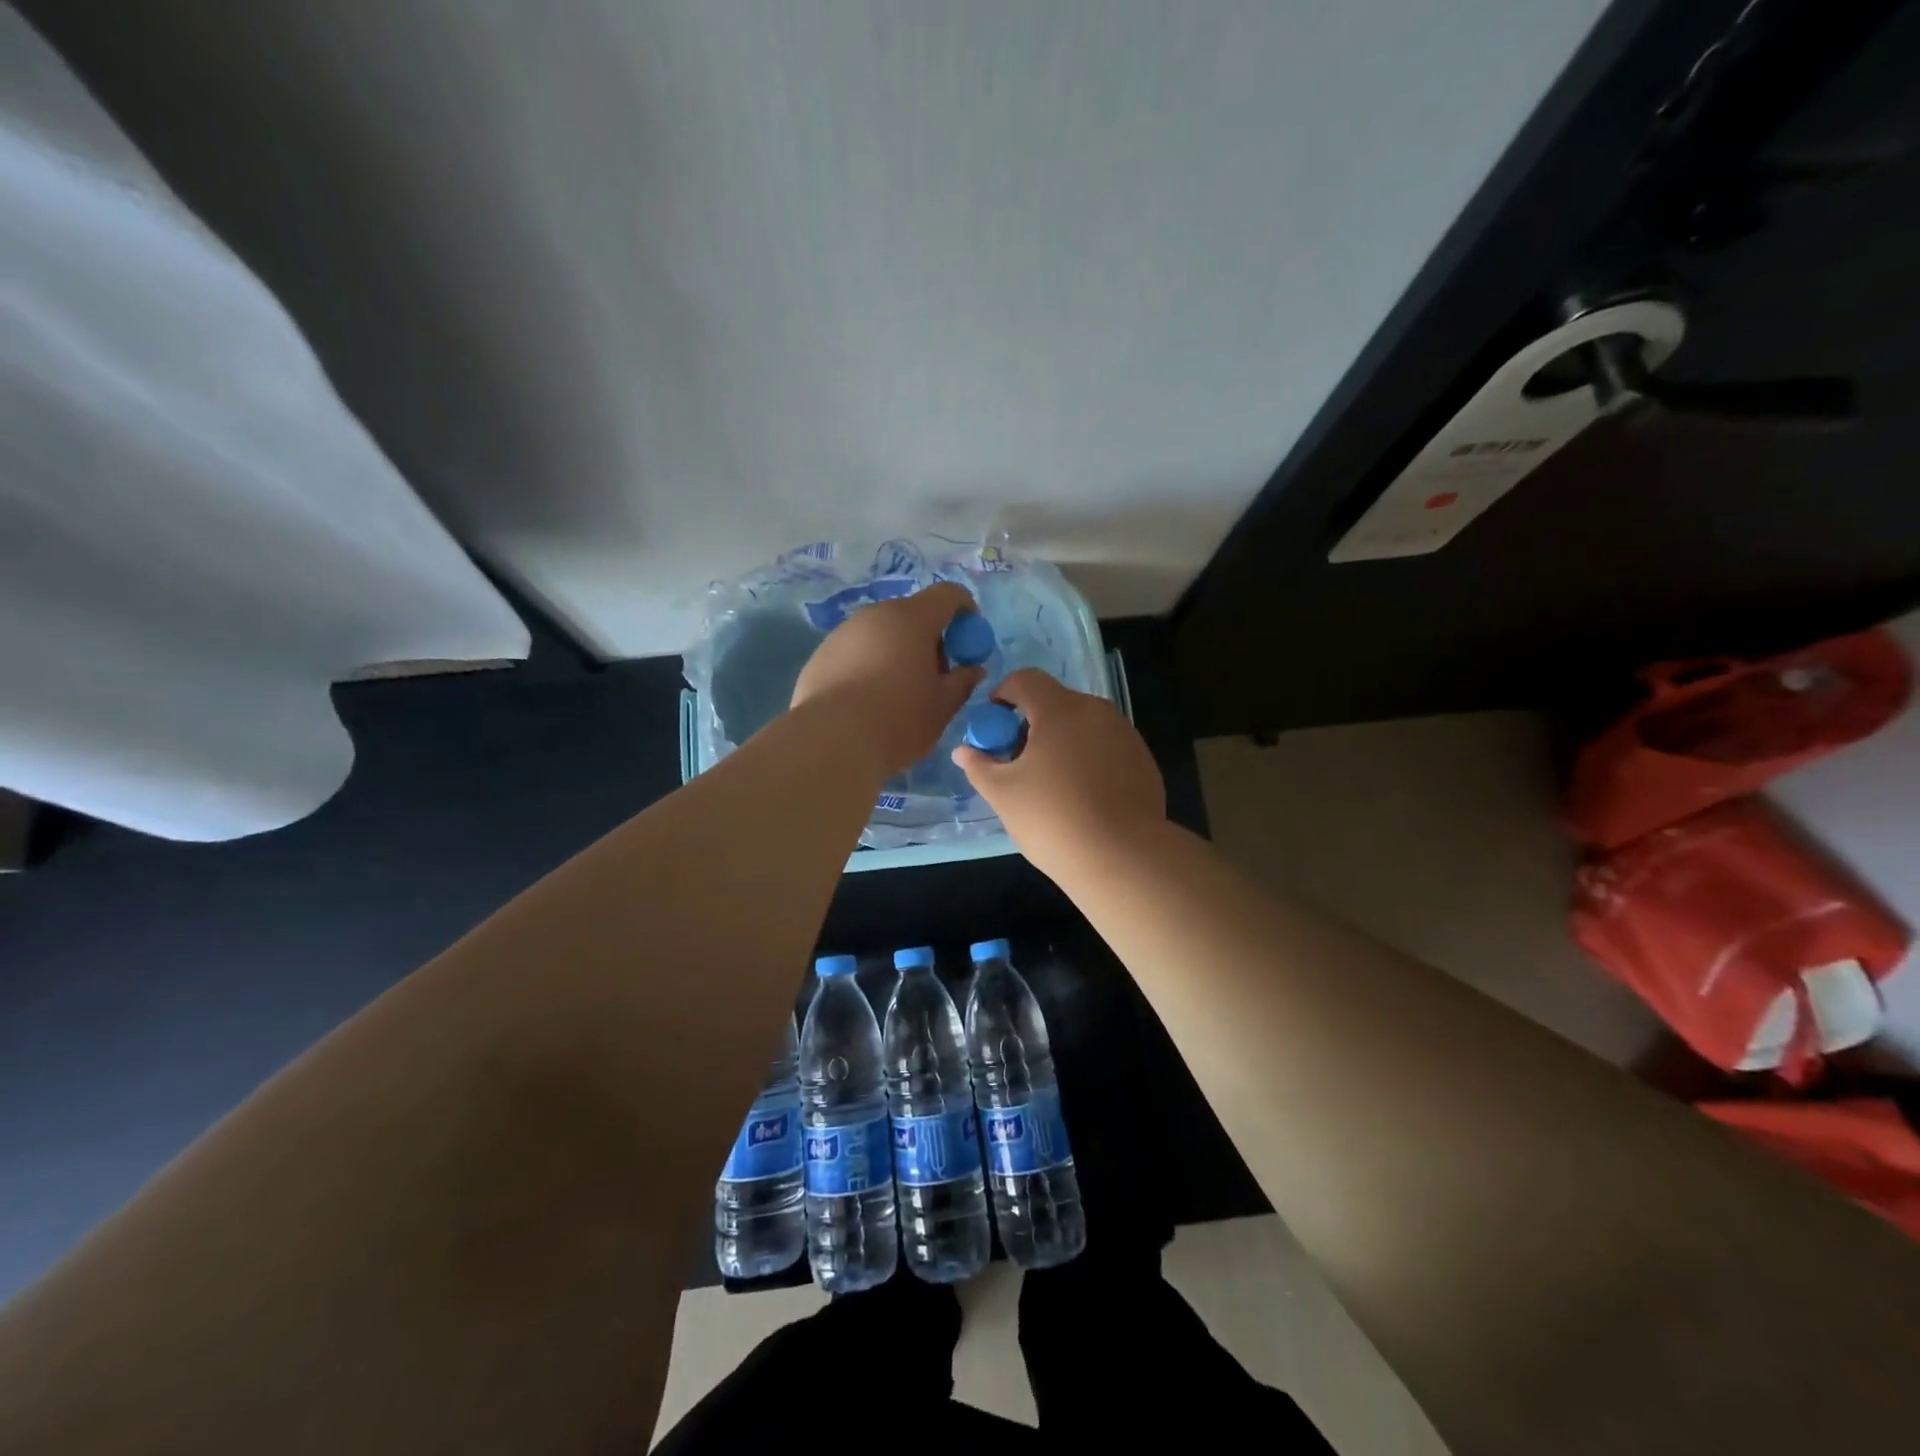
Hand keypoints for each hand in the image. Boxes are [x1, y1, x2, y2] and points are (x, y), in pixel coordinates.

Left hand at [790, 582, 984, 777]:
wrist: (830, 743)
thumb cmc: (898, 720)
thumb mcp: (942, 706)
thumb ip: (962, 682)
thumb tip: (972, 670)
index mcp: (912, 618)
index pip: (948, 595)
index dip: (966, 613)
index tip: (969, 644)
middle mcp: (875, 615)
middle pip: (912, 615)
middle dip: (929, 640)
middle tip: (935, 678)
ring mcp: (843, 633)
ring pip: (881, 635)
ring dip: (897, 654)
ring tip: (898, 695)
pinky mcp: (820, 656)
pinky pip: (855, 653)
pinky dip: (869, 667)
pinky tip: (866, 703)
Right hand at [951, 668, 1166, 876]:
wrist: (1122, 857)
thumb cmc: (1052, 818)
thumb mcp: (1003, 794)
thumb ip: (979, 766)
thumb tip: (963, 752)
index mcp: (1060, 710)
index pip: (1025, 680)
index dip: (1003, 694)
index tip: (994, 726)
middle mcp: (1097, 712)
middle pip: (1056, 702)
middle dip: (1032, 723)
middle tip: (1018, 760)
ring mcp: (1125, 735)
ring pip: (1084, 725)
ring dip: (1062, 741)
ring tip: (1051, 782)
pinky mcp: (1143, 760)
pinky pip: (1106, 747)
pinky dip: (1089, 759)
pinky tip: (1083, 796)